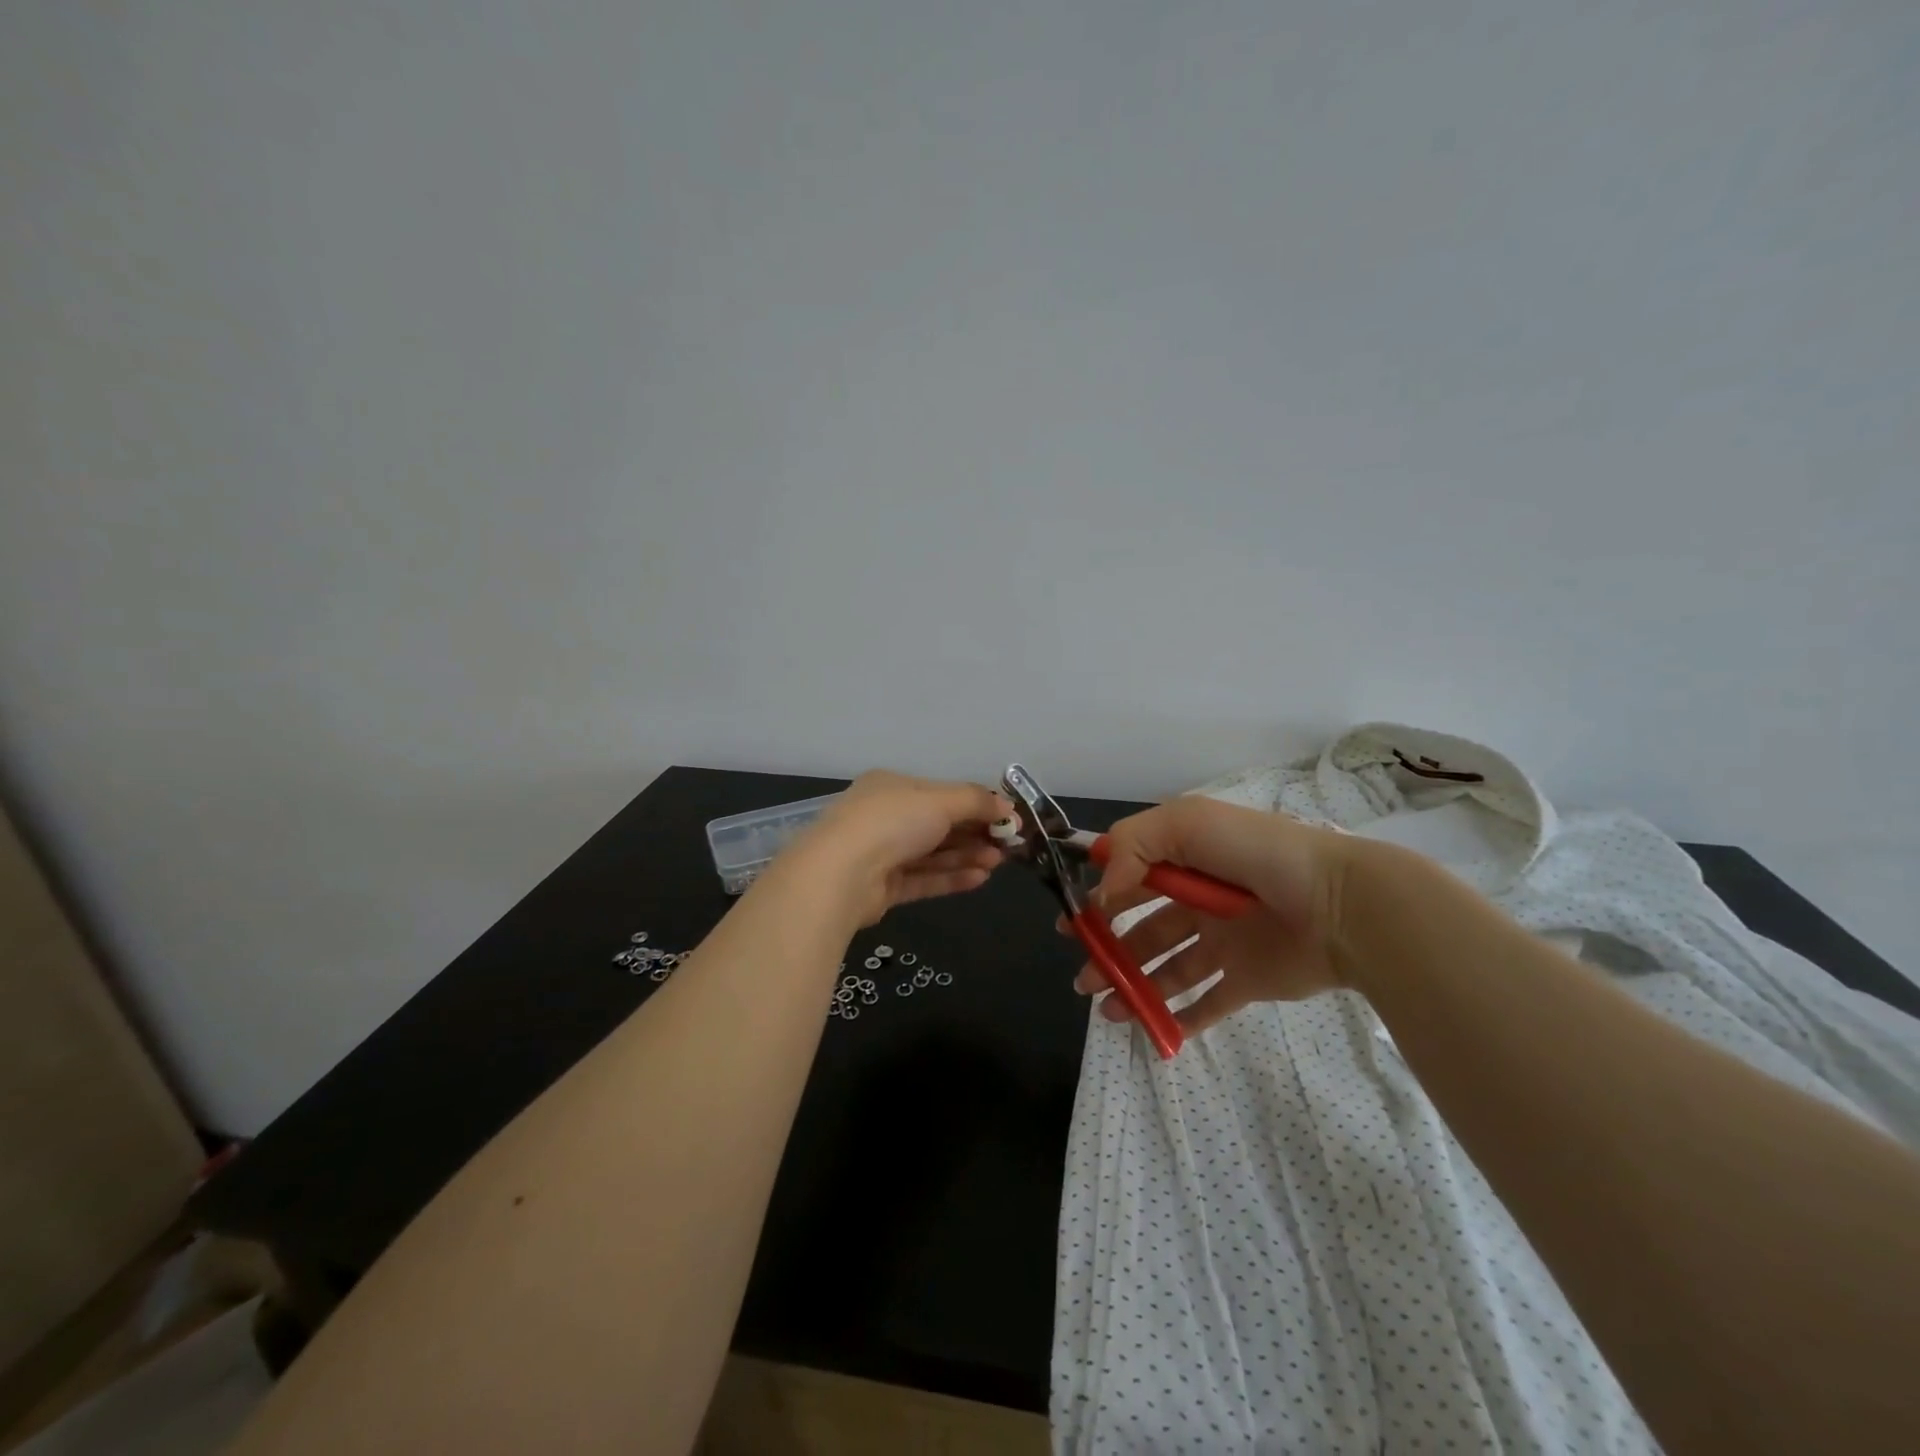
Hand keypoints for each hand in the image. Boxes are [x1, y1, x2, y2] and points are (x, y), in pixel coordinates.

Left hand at [782, 771, 1010, 926]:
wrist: (841, 874)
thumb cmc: (891, 822)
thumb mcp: (940, 801)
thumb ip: (976, 802)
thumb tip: (1008, 807)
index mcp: (892, 787)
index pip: (941, 793)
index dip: (976, 805)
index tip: (1007, 818)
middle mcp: (885, 818)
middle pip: (938, 825)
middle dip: (974, 833)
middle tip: (1008, 845)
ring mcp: (881, 854)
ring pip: (932, 854)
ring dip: (967, 856)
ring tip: (999, 862)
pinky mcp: (882, 889)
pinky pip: (922, 879)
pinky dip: (950, 878)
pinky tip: (980, 879)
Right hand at [1068, 796, 1360, 1036]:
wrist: (1339, 904)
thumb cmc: (1257, 855)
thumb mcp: (1186, 824)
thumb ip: (1133, 847)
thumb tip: (1103, 892)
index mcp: (1187, 859)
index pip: (1132, 878)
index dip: (1099, 898)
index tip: (1072, 922)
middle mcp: (1201, 900)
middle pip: (1144, 929)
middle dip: (1107, 951)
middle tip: (1082, 977)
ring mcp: (1225, 942)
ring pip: (1168, 968)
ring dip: (1134, 986)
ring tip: (1107, 1010)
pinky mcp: (1248, 978)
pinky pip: (1209, 1002)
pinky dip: (1181, 1018)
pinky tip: (1154, 1030)